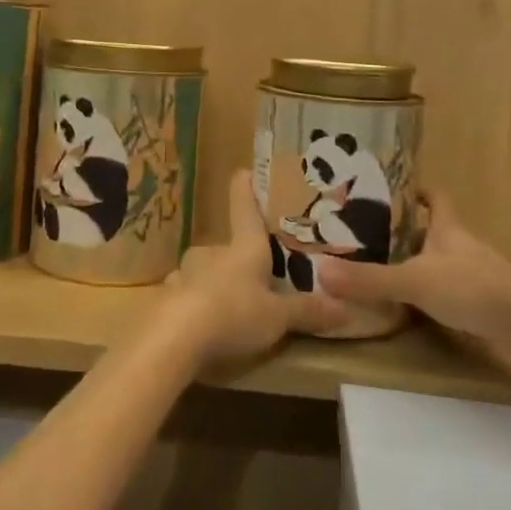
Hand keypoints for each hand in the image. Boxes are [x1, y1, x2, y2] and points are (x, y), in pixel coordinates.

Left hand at [162, 170, 347, 366]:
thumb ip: (306, 312)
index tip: (243, 170)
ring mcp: (184, 273)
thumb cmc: (233, 314)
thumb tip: (345, 307)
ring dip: (213, 284)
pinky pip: (184, 295)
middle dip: (236, 261)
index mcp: (243, 248)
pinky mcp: (165, 297)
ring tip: (226, 307)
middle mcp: (211, 253)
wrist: (174, 338)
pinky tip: (199, 326)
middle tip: (252, 279)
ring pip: (202, 272)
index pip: (245, 210)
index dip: (245, 190)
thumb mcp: (277, 319)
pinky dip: (193, 305)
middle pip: (226, 248)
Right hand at [316, 190, 510, 344]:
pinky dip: (440, 301)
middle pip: (439, 232)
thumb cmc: (470, 287)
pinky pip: (457, 297)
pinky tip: (422, 312)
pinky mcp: (488, 308)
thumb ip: (369, 279)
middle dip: (414, 235)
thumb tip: (320, 271)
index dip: (421, 192)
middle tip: (378, 238)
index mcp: (449, 229)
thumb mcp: (413, 280)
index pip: (437, 199)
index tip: (401, 190)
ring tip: (393, 274)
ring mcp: (480, 278)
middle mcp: (465, 248)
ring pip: (448, 265)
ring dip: (426, 268)